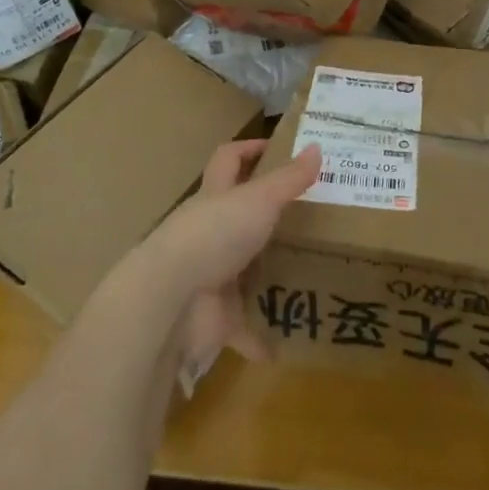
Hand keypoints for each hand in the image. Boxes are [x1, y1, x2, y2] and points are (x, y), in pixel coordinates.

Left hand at [143, 140, 321, 381]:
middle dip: (268, 218)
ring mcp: (211, 275)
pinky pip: (244, 327)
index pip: (229, 161)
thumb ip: (289, 178)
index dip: (250, 149)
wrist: (171, 301)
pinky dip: (262, 337)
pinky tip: (288, 342)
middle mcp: (210, 233)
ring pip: (244, 271)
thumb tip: (317, 147)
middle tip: (313, 217)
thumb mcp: (259, 199)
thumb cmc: (213, 235)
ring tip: (312, 273)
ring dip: (268, 275)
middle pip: (239, 218)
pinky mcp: (215, 317)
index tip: (279, 147)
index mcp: (215, 198)